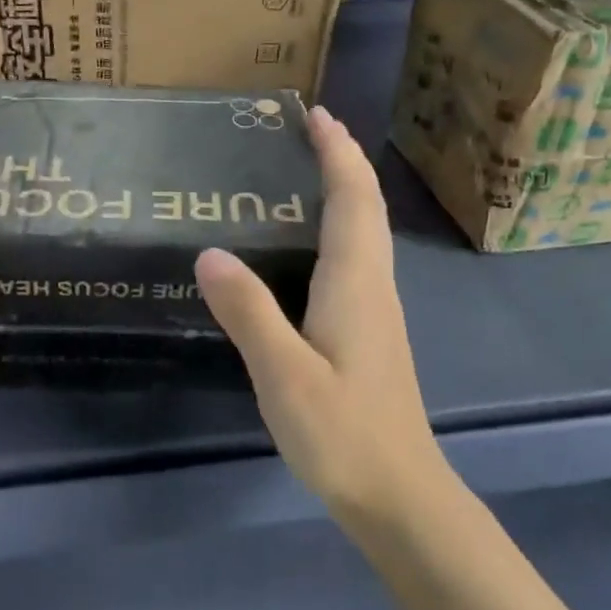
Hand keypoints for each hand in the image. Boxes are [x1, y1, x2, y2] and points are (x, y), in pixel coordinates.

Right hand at [195, 106, 441, 517]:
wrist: (400, 496)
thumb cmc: (344, 434)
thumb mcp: (284, 374)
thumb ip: (249, 312)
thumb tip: (209, 253)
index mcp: (356, 282)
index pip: (352, 198)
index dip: (337, 152)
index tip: (315, 114)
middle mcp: (373, 284)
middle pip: (366, 206)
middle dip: (342, 160)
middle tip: (308, 128)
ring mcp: (376, 309)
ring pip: (366, 230)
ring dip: (344, 189)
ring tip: (306, 168)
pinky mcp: (369, 331)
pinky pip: (357, 256)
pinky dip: (340, 225)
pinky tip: (310, 242)